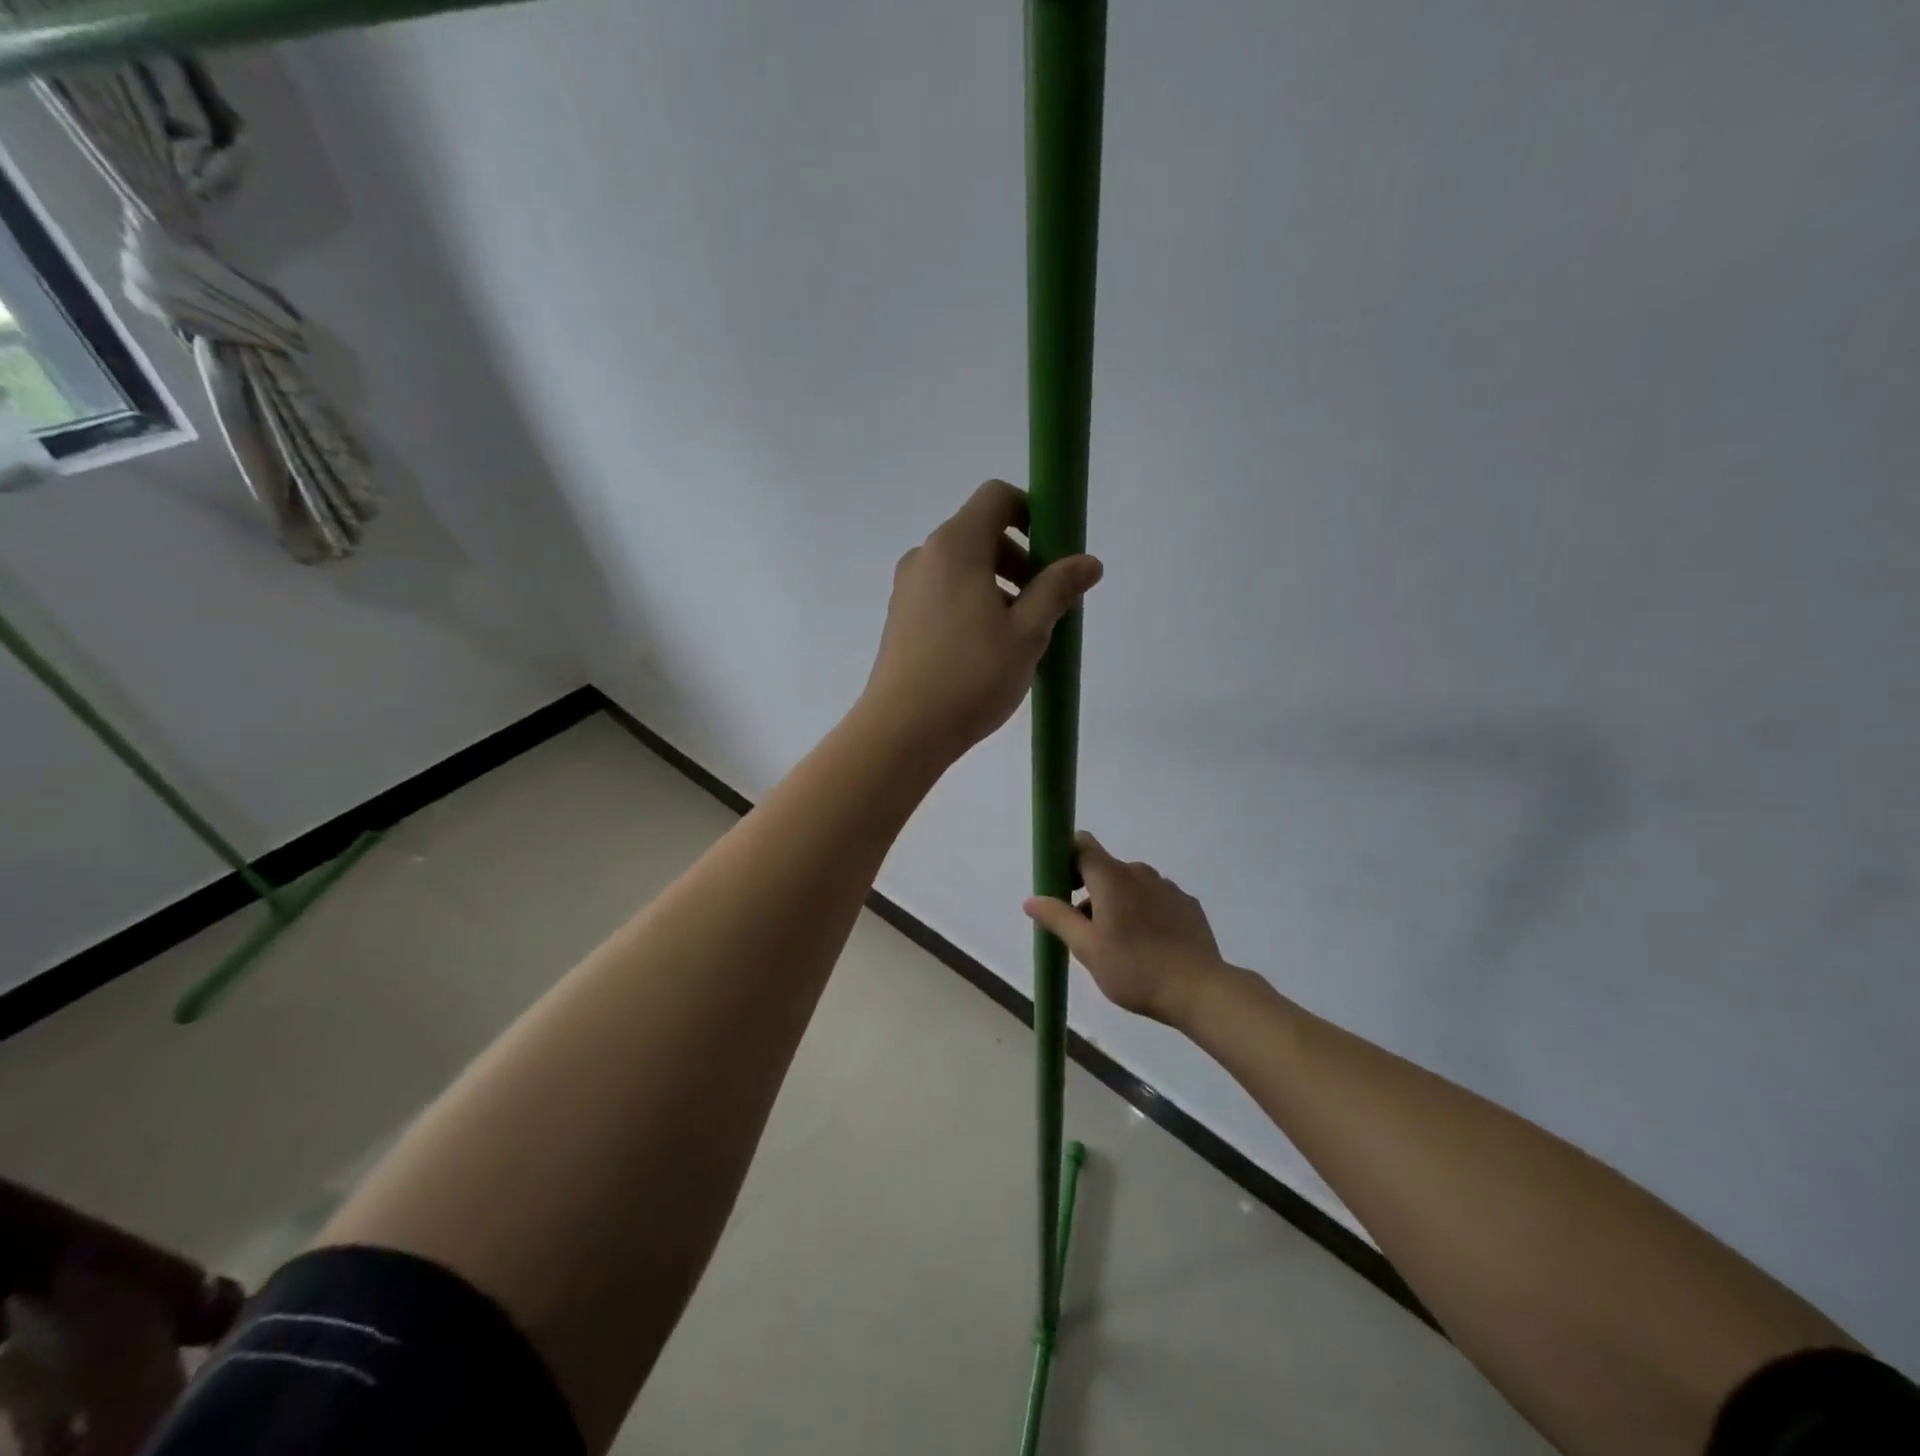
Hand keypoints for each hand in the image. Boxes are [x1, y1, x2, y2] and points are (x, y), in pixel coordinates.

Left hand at [862, 480, 1102, 760]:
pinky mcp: (901, 617)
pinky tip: (987, 650)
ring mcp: (908, 587)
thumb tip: (1089, 562)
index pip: (996, 497)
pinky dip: (973, 603)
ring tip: (1020, 634)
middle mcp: (926, 556)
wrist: (903, 729)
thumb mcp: (1028, 632)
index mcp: (956, 545)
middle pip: (981, 532)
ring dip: (999, 585)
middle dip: (1021, 558)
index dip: (1032, 512)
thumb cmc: (972, 675)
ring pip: (964, 567)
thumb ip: (1058, 589)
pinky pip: (945, 592)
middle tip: (1045, 603)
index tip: (1055, 552)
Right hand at [1024, 832, 1227, 1026]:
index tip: (1060, 887)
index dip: (1065, 858)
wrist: (1199, 990)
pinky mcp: (1187, 905)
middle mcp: (1140, 872)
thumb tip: (1032, 900)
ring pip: (1131, 886)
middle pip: (1105, 869)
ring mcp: (1168, 887)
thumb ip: (1058, 918)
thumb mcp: (1087, 948)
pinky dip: (1144, 913)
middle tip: (1086, 932)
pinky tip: (1149, 946)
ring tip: (1119, 946)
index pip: (1082, 844)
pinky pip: (1155, 899)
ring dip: (1117, 904)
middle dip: (1090, 893)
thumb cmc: (1134, 968)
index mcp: (1111, 877)